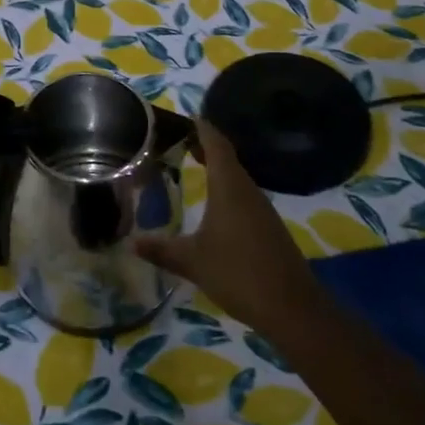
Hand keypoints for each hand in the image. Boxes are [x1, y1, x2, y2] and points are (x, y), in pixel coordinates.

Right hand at [133, 119, 317, 332]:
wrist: (292, 308)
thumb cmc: (238, 273)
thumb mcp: (191, 261)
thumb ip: (161, 249)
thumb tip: (131, 242)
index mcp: (229, 187)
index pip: (217, 144)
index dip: (202, 128)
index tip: (186, 116)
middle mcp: (248, 191)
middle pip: (227, 157)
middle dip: (206, 146)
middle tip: (179, 140)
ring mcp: (262, 209)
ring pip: (237, 177)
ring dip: (217, 168)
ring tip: (192, 165)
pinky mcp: (268, 227)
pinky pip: (243, 196)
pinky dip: (226, 189)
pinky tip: (213, 204)